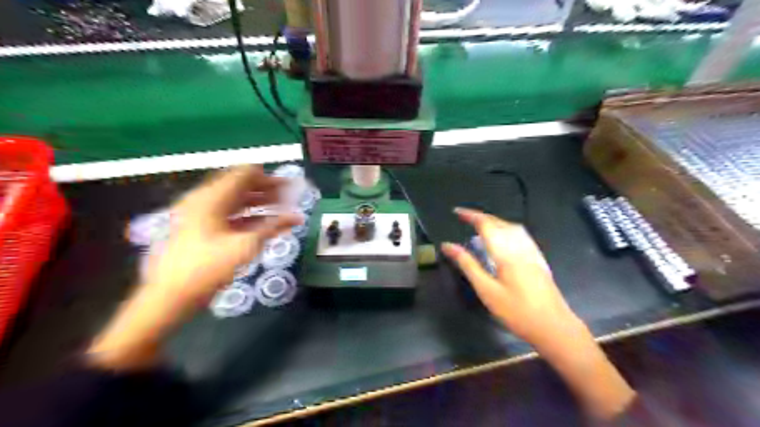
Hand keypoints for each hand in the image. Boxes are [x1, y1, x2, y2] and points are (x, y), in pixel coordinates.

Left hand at [86, 166, 300, 368]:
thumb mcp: (246, 246)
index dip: (268, 177)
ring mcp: (200, 215)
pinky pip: (228, 214)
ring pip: (234, 200)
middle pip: (239, 186)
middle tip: (288, 197)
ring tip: (281, 208)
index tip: (288, 186)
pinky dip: (247, 215)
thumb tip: (297, 217)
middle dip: (266, 189)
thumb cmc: (208, 268)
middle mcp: (204, 200)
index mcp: (211, 197)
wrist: (170, 297)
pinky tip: (264, 223)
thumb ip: (273, 227)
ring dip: (258, 202)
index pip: (243, 174)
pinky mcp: (200, 229)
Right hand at [440, 207, 576, 347]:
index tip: (456, 212)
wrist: (554, 327)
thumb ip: (467, 265)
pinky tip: (503, 239)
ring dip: (495, 221)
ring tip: (480, 226)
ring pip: (512, 227)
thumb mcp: (487, 290)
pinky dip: (506, 229)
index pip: (486, 224)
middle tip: (465, 218)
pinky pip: (520, 234)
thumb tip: (448, 246)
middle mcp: (520, 246)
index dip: (471, 215)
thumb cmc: (516, 311)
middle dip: (481, 217)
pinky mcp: (538, 259)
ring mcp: (532, 252)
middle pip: (500, 223)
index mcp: (506, 252)